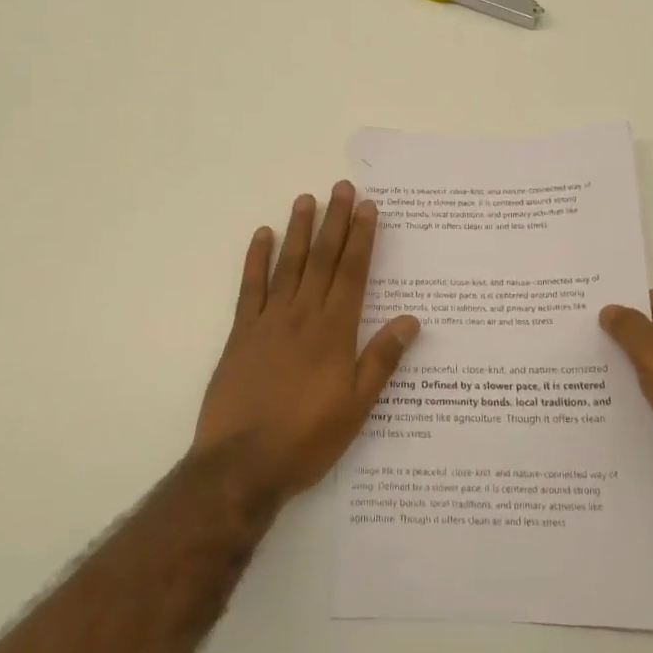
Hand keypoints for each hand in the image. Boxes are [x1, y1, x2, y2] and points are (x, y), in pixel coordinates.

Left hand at [192, 181, 419, 508]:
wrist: (241, 464)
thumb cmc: (307, 438)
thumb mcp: (356, 407)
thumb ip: (381, 360)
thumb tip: (411, 320)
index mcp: (335, 331)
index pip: (353, 272)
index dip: (362, 237)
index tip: (368, 207)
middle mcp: (303, 315)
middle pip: (323, 259)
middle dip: (335, 221)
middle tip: (342, 188)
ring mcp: (269, 320)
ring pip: (288, 264)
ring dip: (299, 230)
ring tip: (307, 198)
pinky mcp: (241, 333)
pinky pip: (250, 287)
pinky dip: (256, 258)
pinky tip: (262, 235)